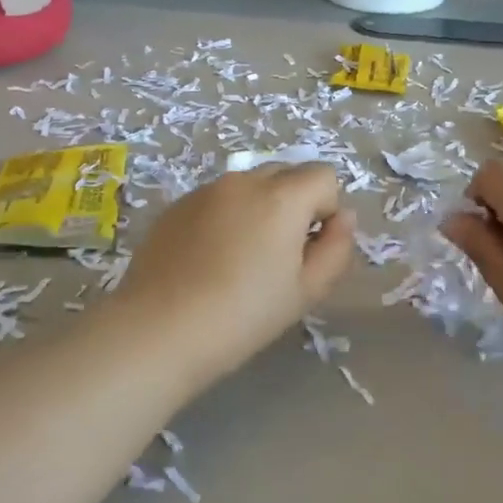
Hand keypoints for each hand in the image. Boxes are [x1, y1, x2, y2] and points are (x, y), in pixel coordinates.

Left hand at [117, 164, 355, 381]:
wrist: (160, 329)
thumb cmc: (244, 315)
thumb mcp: (306, 291)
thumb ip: (336, 248)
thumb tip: (342, 218)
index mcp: (282, 197)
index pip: (324, 176)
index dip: (325, 211)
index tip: (309, 249)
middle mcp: (243, 181)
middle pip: (285, 173)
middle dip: (294, 204)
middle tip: (279, 254)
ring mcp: (204, 190)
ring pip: (248, 186)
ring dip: (257, 209)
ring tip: (240, 259)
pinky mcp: (175, 206)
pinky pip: (215, 200)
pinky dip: (224, 217)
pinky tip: (208, 260)